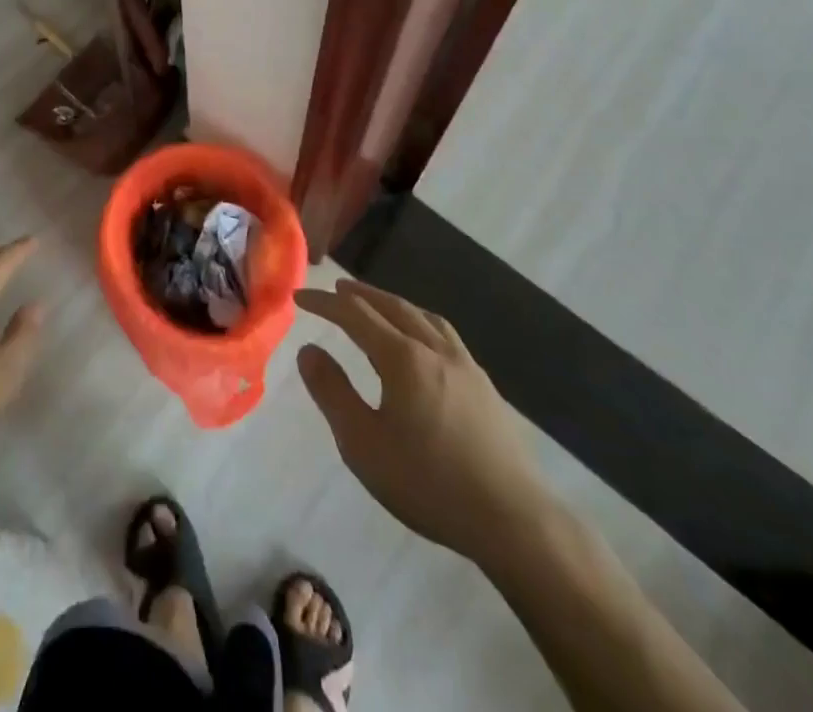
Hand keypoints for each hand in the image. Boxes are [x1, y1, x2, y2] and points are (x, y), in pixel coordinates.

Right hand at [295, 279, 554, 565]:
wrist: (513, 521)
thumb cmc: (429, 483)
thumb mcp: (363, 444)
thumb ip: (332, 392)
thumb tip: (308, 350)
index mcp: (403, 357)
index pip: (355, 314)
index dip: (324, 303)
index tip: (299, 297)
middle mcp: (434, 349)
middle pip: (392, 306)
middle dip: (360, 295)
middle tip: (336, 290)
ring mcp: (465, 365)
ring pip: (423, 316)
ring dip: (393, 304)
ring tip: (377, 306)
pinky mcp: (484, 386)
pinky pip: (445, 334)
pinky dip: (421, 322)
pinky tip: (422, 341)